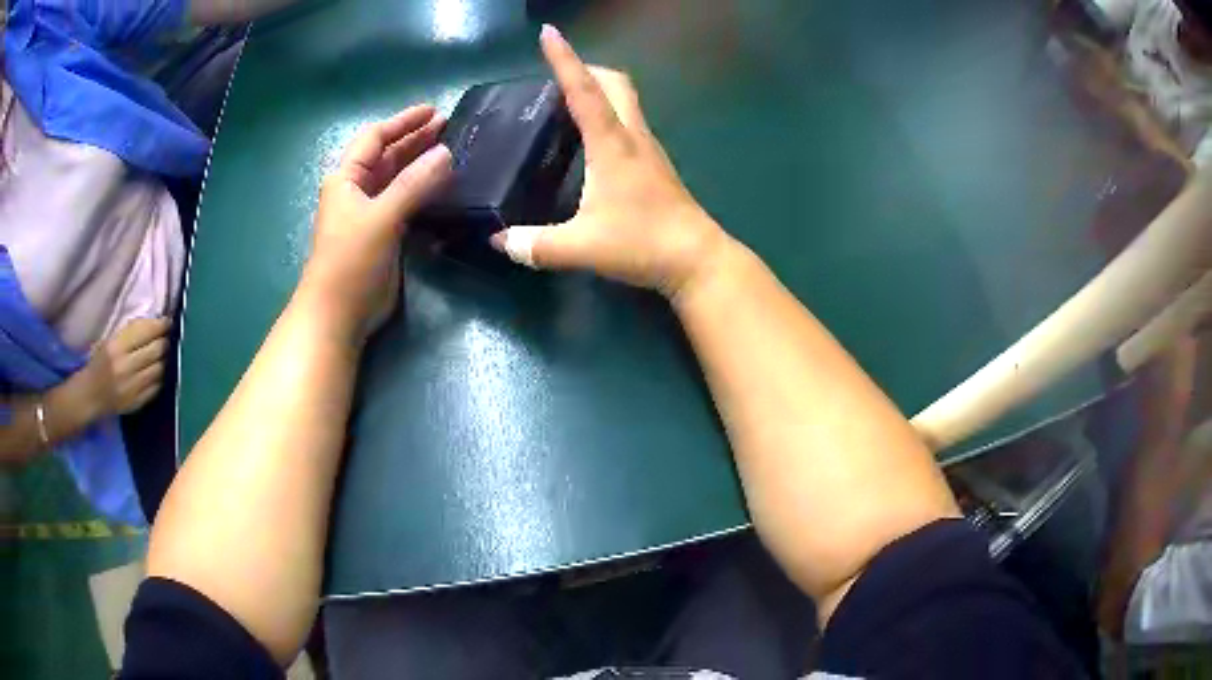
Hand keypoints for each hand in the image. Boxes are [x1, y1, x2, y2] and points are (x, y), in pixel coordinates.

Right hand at [80, 318, 170, 415]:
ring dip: (163, 360)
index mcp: (116, 347)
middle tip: (167, 337)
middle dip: (164, 341)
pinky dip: (159, 377)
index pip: (144, 332)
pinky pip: (156, 387)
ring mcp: (132, 388)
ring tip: (163, 353)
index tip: (168, 321)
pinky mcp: (137, 403)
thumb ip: (130, 333)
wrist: (89, 396)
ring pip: (159, 370)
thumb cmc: (98, 363)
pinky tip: (158, 371)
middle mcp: (125, 367)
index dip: (160, 326)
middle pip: (155, 351)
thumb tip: (154, 324)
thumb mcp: (110, 341)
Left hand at [301, 106, 452, 338]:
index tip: (433, 111)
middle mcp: (356, 191)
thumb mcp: (381, 216)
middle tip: (448, 127)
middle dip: (414, 140)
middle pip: (386, 156)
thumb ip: (414, 184)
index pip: (375, 139)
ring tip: (450, 150)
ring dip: (420, 164)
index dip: (402, 122)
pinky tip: (442, 185)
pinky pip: (405, 202)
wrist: (339, 313)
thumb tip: (446, 153)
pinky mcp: (383, 234)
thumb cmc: (351, 260)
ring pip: (397, 179)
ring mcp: (370, 214)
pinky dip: (422, 191)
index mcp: (346, 179)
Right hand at [492, 25, 731, 299]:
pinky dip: (609, 114)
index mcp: (612, 144)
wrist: (698, 260)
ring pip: (626, 100)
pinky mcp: (656, 165)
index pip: (584, 90)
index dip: (565, 59)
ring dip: (599, 89)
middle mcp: (633, 136)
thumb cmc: (642, 243)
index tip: (549, 33)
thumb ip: (535, 245)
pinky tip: (592, 138)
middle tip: (556, 74)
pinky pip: (630, 122)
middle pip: (615, 83)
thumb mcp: (581, 247)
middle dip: (586, 68)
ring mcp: (649, 149)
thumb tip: (498, 242)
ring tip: (566, 102)